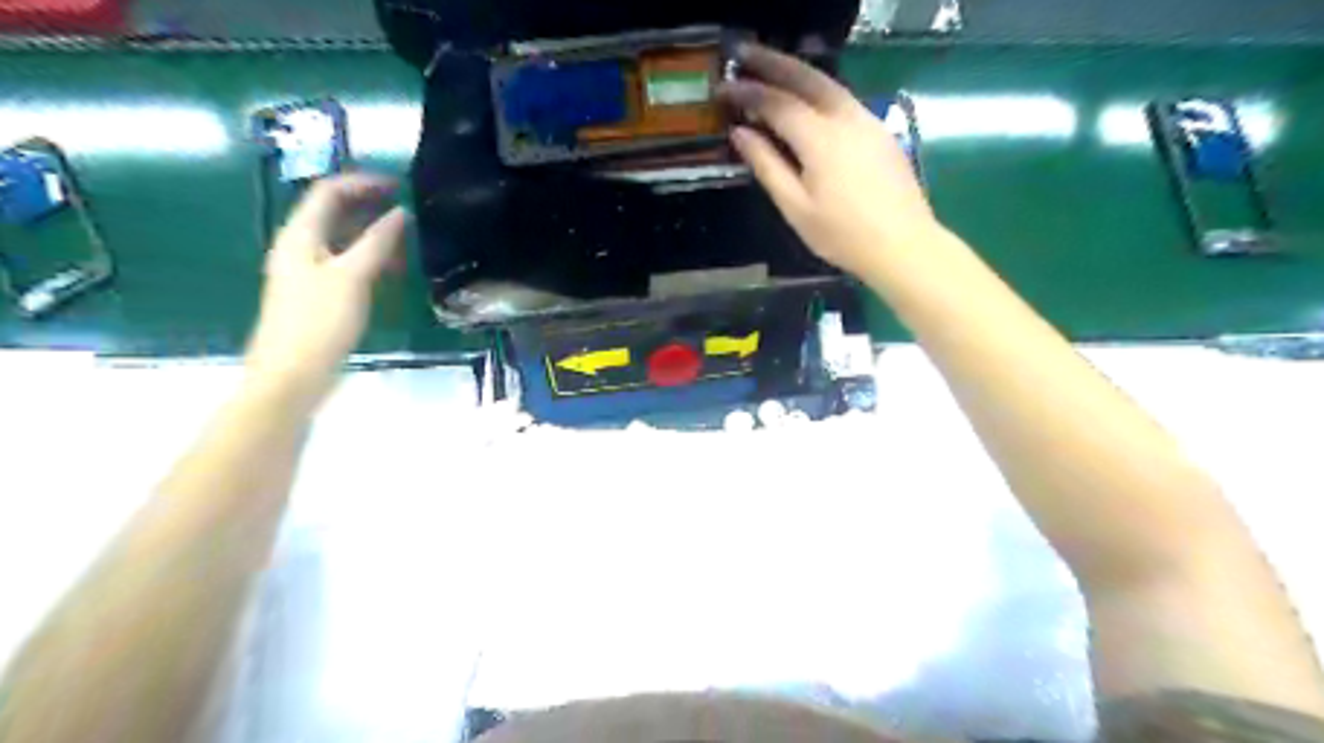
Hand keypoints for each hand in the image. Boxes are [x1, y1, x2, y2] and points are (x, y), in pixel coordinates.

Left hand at [240, 172, 408, 403]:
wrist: (292, 374)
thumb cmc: (319, 321)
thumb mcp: (352, 277)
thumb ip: (377, 242)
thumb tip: (400, 213)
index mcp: (300, 236)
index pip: (328, 192)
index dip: (362, 183)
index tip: (399, 186)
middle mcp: (300, 247)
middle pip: (334, 212)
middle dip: (369, 205)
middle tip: (408, 209)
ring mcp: (309, 271)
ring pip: (342, 239)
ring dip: (372, 233)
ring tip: (407, 240)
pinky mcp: (319, 293)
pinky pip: (346, 262)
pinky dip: (369, 257)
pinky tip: (391, 269)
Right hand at [723, 42, 939, 280]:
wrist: (903, 245)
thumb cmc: (842, 234)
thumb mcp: (796, 207)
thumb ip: (767, 166)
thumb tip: (740, 133)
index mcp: (820, 138)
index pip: (777, 102)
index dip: (747, 92)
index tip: (722, 89)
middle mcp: (845, 117)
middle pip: (806, 77)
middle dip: (772, 63)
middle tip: (743, 55)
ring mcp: (867, 120)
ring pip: (828, 84)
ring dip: (797, 73)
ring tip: (770, 71)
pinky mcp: (879, 130)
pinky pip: (842, 98)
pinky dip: (817, 90)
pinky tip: (806, 101)